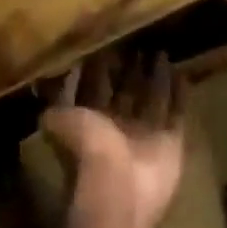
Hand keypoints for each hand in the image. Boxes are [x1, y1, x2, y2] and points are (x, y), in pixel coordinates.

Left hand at [42, 51, 186, 227]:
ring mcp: (146, 135)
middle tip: (136, 40)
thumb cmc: (87, 149)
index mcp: (90, 122)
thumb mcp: (59, 120)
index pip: (95, 88)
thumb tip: (44, 85)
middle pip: (125, 92)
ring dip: (156, 77)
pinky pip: (176, 113)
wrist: (120, 188)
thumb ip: (55, 103)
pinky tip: (182, 72)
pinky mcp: (171, 142)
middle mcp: (118, 128)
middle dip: (129, 69)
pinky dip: (179, 94)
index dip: (98, 68)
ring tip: (160, 49)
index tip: (104, 42)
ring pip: (152, 98)